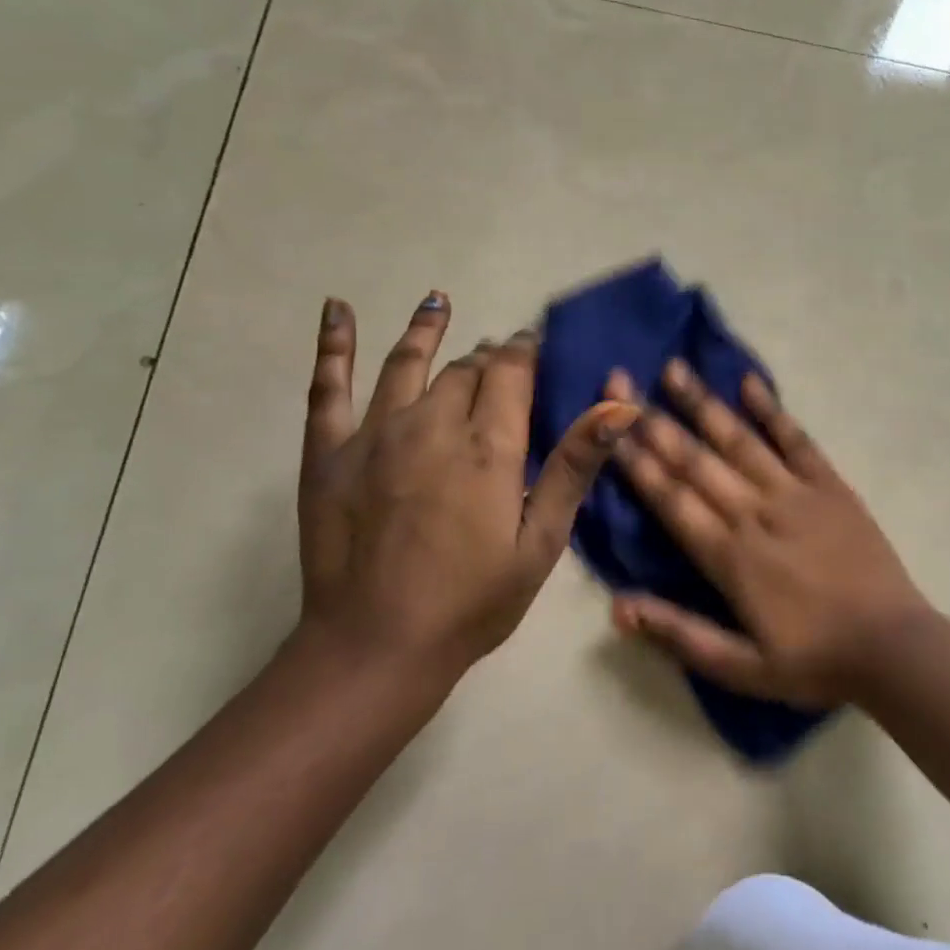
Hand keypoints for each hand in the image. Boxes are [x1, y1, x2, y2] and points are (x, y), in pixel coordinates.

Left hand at [297, 293, 637, 689]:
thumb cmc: (472, 601)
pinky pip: (329, 387)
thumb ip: (574, 468)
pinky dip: (334, 344)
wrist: (375, 648)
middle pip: (465, 369)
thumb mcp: (541, 543)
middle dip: (486, 358)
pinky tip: (337, 309)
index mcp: (488, 446)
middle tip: (497, 359)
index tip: (533, 343)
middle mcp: (432, 424)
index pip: (510, 372)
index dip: (524, 352)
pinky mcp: (328, 452)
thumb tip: (620, 406)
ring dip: (427, 329)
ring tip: (439, 301)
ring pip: (407, 363)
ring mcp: (374, 434)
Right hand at [605, 360, 933, 706]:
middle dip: (654, 420)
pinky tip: (750, 383)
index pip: (670, 499)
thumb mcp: (741, 668)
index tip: (607, 425)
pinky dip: (772, 410)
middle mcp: (755, 512)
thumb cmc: (813, 661)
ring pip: (739, 440)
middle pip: (696, 460)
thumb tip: (617, 607)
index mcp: (729, 556)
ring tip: (674, 369)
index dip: (635, 461)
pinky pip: (797, 440)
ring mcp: (795, 493)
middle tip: (621, 382)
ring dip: (704, 404)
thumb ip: (679, 635)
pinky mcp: (830, 485)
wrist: (893, 648)